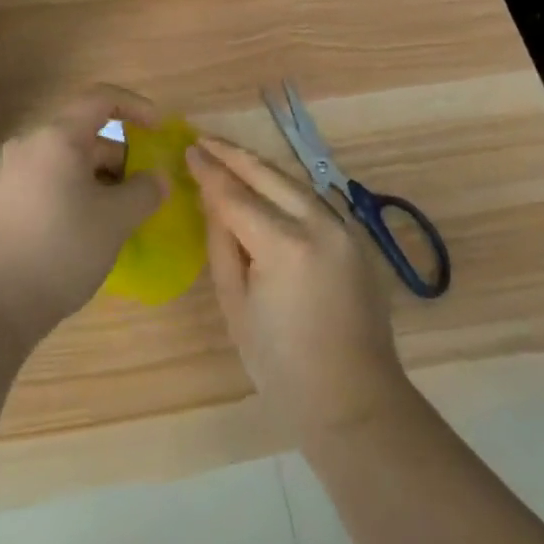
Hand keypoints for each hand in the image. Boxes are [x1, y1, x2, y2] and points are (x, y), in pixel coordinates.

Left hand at [0, 87, 168, 345]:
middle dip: (118, 157)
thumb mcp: (116, 221)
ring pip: (63, 163)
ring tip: (116, 217)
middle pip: (83, 135)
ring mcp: (8, 174)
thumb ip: (145, 192)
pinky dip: (70, 195)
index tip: (158, 129)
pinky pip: (44, 185)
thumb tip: (157, 178)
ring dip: (95, 180)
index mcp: (57, 137)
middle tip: (142, 191)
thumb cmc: (61, 249)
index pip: (100, 98)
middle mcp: (29, 145)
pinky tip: (81, 233)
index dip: (134, 106)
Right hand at [189, 137, 407, 437]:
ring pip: (293, 181)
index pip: (236, 194)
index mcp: (285, 245)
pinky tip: (265, 185)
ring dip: (259, 166)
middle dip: (233, 154)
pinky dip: (284, 187)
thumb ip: (221, 243)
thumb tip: (211, 199)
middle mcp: (319, 224)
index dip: (209, 171)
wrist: (355, 403)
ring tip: (228, 155)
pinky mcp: (356, 237)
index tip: (188, 149)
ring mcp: (344, 228)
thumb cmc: (282, 366)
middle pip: (268, 174)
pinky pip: (312, 199)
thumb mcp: (235, 305)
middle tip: (204, 140)